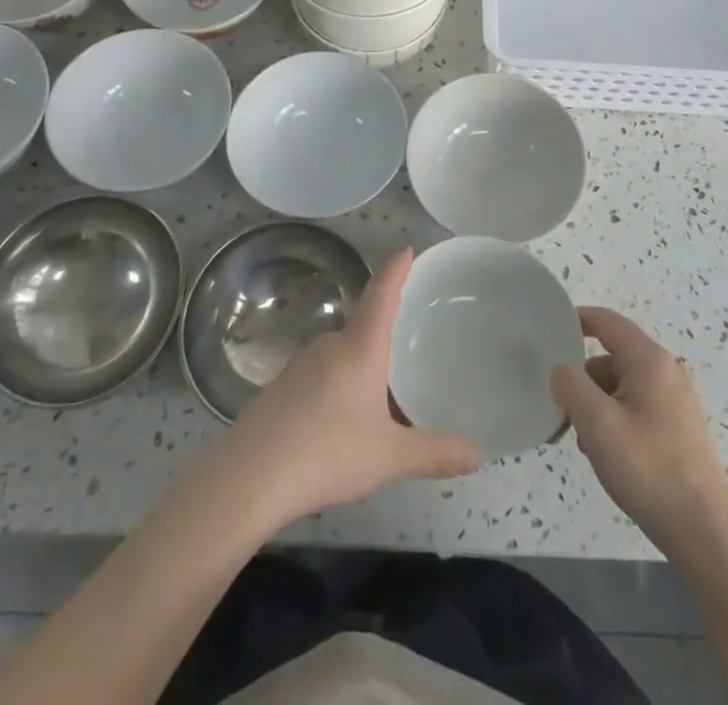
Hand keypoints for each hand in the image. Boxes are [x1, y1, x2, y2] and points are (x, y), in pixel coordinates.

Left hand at [223, 249, 480, 527]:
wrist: (248, 478)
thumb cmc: (327, 453)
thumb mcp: (390, 456)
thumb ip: (435, 452)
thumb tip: (479, 453)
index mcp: (359, 347)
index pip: (382, 293)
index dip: (396, 269)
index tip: (406, 248)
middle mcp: (330, 344)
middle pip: (363, 324)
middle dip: (385, 330)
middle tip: (410, 339)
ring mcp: (300, 365)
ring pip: (342, 353)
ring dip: (362, 364)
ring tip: (384, 390)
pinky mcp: (281, 388)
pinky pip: (322, 374)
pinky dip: (340, 385)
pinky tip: (343, 420)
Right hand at [552, 307, 727, 557]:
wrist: (703, 531)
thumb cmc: (648, 468)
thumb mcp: (597, 423)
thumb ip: (571, 386)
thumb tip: (561, 370)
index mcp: (649, 360)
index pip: (606, 321)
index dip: (576, 320)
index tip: (548, 331)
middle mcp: (666, 371)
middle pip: (611, 357)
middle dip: (584, 379)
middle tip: (565, 410)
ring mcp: (676, 400)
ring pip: (621, 386)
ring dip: (598, 405)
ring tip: (588, 443)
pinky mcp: (678, 427)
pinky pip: (636, 407)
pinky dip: (616, 420)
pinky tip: (609, 454)